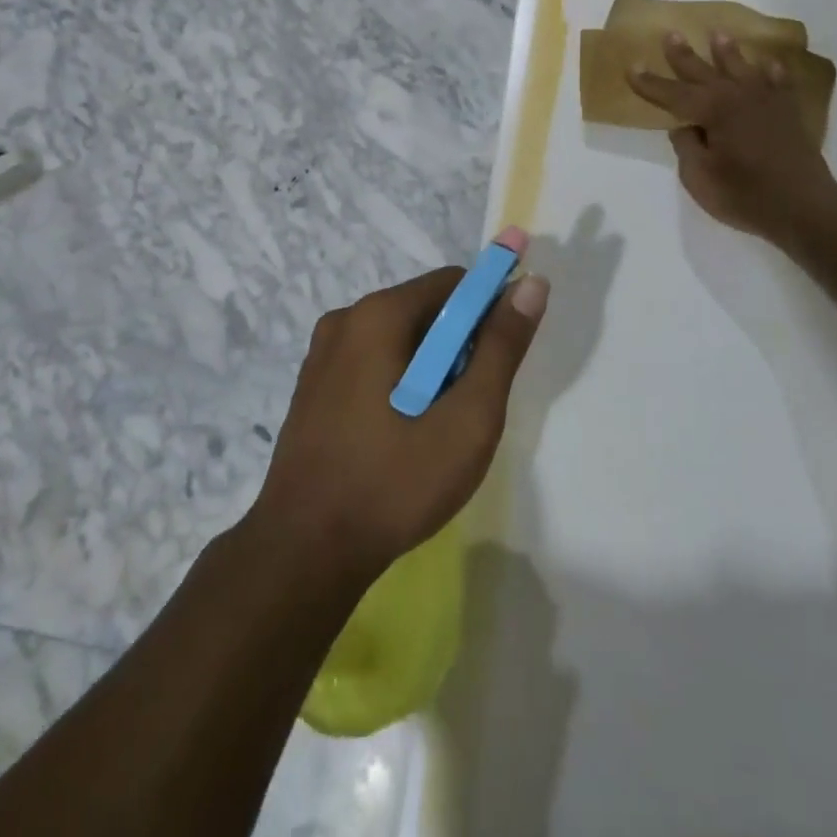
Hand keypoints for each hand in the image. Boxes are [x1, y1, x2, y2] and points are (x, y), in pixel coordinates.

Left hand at [251, 234, 549, 582]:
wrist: (304, 553)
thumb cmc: (394, 482)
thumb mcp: (467, 418)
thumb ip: (502, 347)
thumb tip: (531, 283)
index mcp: (378, 315)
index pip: (454, 283)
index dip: (489, 312)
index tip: (500, 362)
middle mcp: (345, 319)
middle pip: (426, 309)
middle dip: (458, 347)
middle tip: (467, 407)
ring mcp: (322, 354)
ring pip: (400, 339)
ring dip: (430, 369)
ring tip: (436, 429)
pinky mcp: (313, 387)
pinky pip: (372, 362)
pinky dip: (399, 383)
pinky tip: (400, 436)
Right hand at [628, 31, 836, 251]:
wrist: (804, 206)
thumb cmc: (745, 195)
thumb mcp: (699, 178)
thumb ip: (687, 147)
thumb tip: (685, 127)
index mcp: (712, 110)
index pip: (673, 94)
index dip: (650, 83)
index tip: (631, 67)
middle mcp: (738, 96)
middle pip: (705, 71)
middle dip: (684, 55)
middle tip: (671, 35)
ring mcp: (767, 101)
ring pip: (742, 69)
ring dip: (728, 52)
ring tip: (718, 34)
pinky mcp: (789, 113)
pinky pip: (779, 83)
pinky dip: (773, 72)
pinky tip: (769, 65)